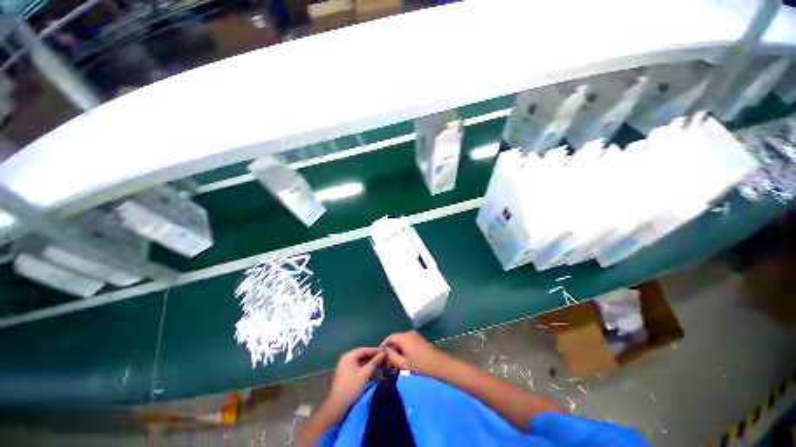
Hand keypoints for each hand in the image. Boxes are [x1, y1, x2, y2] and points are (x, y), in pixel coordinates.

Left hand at [325, 347, 384, 413]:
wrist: (337, 407)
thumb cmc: (351, 387)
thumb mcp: (365, 374)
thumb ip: (375, 362)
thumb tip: (383, 353)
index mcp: (349, 356)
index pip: (365, 349)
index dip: (376, 351)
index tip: (386, 352)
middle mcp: (347, 359)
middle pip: (364, 356)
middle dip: (375, 359)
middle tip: (386, 361)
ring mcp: (347, 368)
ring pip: (363, 364)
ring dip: (373, 367)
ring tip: (384, 369)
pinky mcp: (348, 376)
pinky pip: (360, 370)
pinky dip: (368, 372)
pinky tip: (377, 377)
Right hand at [381, 331, 450, 378]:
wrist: (439, 365)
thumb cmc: (421, 365)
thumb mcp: (404, 363)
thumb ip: (392, 357)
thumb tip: (385, 352)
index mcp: (404, 337)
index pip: (389, 338)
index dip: (383, 346)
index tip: (379, 358)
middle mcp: (409, 333)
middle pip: (395, 340)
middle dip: (390, 351)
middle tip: (387, 365)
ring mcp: (415, 336)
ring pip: (401, 342)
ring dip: (397, 352)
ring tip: (394, 366)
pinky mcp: (419, 340)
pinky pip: (407, 344)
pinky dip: (403, 351)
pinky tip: (403, 363)